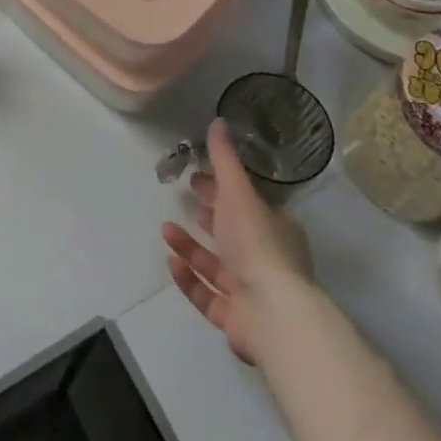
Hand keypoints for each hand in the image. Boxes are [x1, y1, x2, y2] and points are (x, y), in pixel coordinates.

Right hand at [161, 119, 315, 364]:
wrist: (272, 312)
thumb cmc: (257, 244)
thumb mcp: (238, 192)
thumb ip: (224, 159)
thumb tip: (217, 121)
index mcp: (275, 229)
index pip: (245, 204)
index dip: (220, 189)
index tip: (195, 176)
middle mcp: (266, 260)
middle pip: (232, 234)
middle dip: (208, 215)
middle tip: (183, 197)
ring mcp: (252, 293)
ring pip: (216, 265)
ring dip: (190, 246)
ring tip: (165, 228)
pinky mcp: (235, 319)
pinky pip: (207, 294)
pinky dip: (188, 277)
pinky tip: (170, 261)